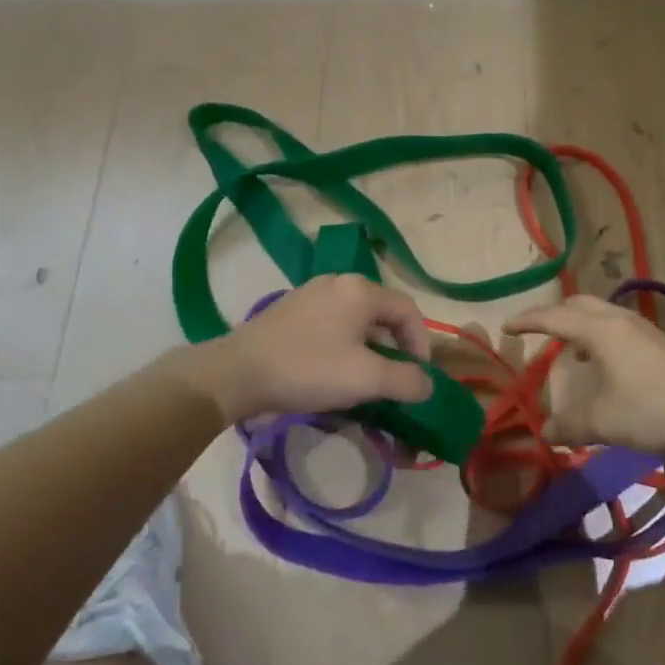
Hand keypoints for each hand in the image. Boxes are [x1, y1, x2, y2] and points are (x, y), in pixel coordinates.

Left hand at [178, 275, 432, 425]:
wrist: (237, 373)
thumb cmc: (309, 370)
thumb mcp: (366, 379)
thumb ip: (406, 380)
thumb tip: (427, 383)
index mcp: (361, 290)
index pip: (408, 310)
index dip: (420, 344)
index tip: (417, 377)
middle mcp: (338, 282)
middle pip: (382, 312)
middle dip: (394, 347)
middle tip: (393, 379)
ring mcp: (311, 293)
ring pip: (355, 319)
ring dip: (368, 348)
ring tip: (363, 379)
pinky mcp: (290, 309)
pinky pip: (331, 322)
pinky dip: (343, 344)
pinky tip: (331, 371)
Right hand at [505, 295, 664, 453]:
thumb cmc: (652, 409)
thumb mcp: (603, 422)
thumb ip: (569, 426)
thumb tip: (545, 433)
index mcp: (598, 330)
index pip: (553, 317)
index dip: (527, 321)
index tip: (506, 327)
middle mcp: (618, 319)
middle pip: (577, 303)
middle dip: (553, 315)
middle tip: (536, 332)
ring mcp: (641, 327)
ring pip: (599, 312)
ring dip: (578, 325)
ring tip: (569, 351)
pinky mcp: (657, 341)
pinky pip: (615, 325)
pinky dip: (597, 334)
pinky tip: (603, 363)